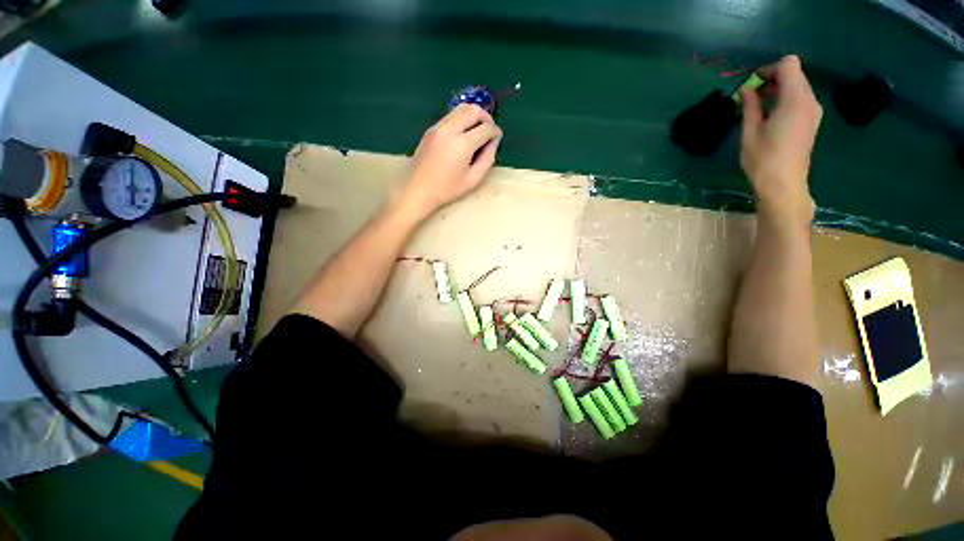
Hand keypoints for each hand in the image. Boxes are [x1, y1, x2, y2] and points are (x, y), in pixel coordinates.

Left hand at [396, 104, 502, 217]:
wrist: (417, 189)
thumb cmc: (447, 189)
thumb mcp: (473, 179)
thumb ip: (487, 159)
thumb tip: (494, 142)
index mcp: (463, 144)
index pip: (486, 128)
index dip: (495, 132)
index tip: (497, 138)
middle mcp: (450, 129)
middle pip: (473, 109)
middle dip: (486, 117)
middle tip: (489, 130)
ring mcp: (438, 127)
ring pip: (461, 108)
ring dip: (473, 115)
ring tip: (478, 131)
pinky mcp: (431, 129)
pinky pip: (451, 116)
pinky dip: (462, 119)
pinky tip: (463, 134)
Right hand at [740, 55, 822, 223]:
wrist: (783, 185)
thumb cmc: (763, 159)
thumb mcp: (750, 132)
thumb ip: (750, 106)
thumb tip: (746, 89)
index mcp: (795, 100)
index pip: (788, 65)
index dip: (768, 69)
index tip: (751, 84)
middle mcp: (810, 100)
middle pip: (795, 74)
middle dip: (772, 78)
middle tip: (751, 96)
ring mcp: (814, 111)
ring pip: (798, 86)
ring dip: (778, 89)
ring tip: (758, 106)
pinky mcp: (812, 121)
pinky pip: (800, 99)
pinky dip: (785, 99)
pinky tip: (770, 115)